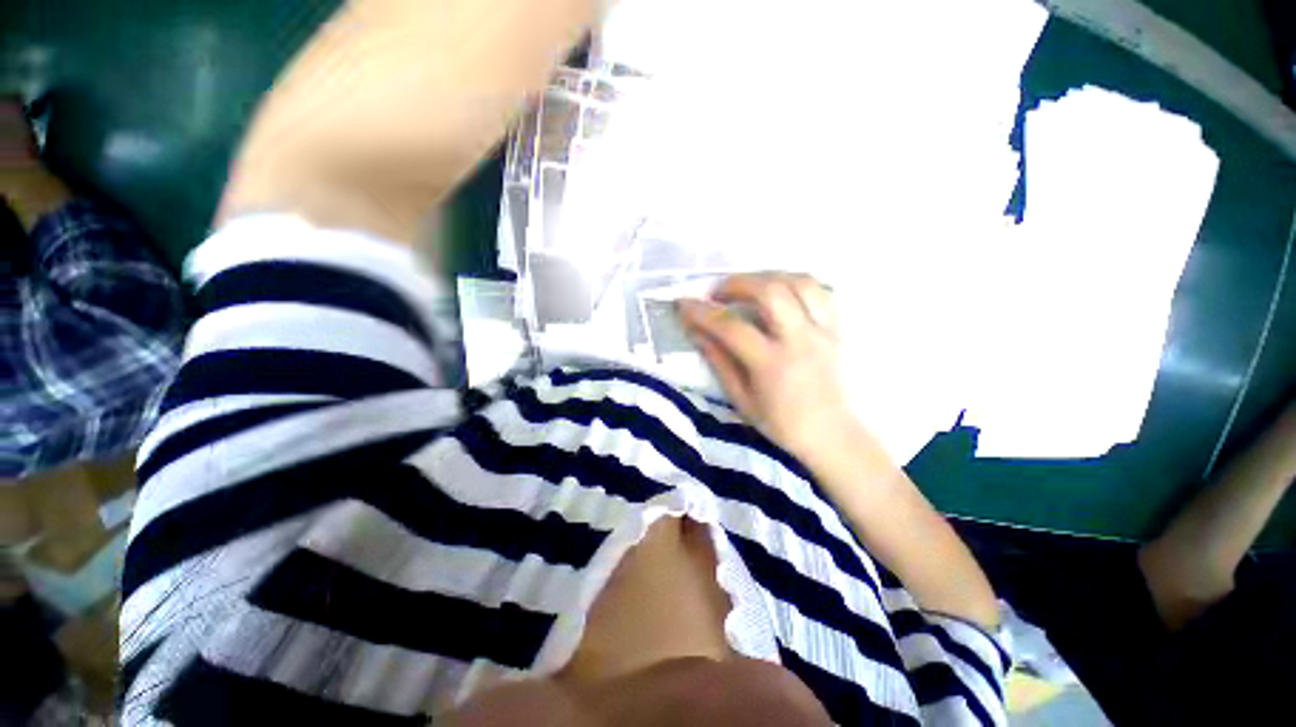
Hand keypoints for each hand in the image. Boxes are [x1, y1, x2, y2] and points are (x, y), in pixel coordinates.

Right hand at [679, 273, 854, 459]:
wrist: (833, 436)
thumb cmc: (782, 424)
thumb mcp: (741, 400)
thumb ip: (719, 362)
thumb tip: (696, 333)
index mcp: (772, 365)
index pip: (731, 327)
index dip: (703, 312)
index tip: (683, 303)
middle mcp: (801, 340)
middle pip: (770, 291)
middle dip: (737, 283)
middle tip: (718, 293)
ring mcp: (824, 331)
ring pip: (800, 282)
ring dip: (768, 277)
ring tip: (749, 287)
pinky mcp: (838, 329)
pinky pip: (821, 291)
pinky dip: (796, 284)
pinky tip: (780, 292)